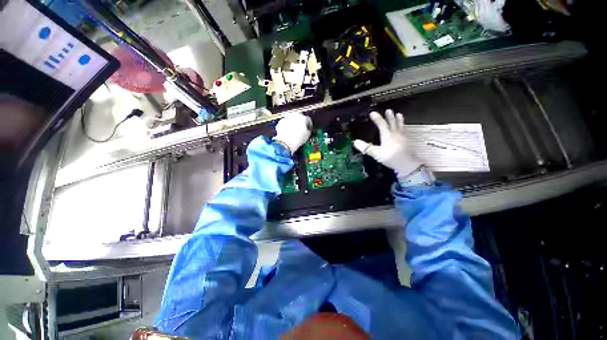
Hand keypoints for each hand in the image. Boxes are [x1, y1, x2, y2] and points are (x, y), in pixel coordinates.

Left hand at [273, 113, 311, 154]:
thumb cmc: (296, 139)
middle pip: (299, 117)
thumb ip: (308, 130)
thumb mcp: (307, 135)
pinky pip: (285, 123)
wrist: (286, 143)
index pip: (308, 120)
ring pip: (292, 119)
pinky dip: (287, 126)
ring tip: (294, 132)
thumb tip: (307, 130)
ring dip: (293, 123)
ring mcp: (287, 118)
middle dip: (300, 122)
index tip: (308, 128)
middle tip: (301, 129)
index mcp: (303, 118)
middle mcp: (295, 116)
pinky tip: (288, 132)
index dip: (309, 125)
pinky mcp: (281, 122)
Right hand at [353, 110, 422, 177]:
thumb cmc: (391, 158)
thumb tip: (355, 142)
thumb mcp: (376, 154)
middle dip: (390, 117)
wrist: (407, 164)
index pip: (382, 124)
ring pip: (400, 126)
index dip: (377, 118)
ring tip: (399, 114)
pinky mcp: (407, 141)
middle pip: (392, 123)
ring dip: (399, 120)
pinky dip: (403, 127)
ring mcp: (402, 137)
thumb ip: (366, 148)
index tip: (372, 113)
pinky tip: (403, 129)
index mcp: (387, 135)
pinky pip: (404, 131)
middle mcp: (395, 134)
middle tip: (389, 110)